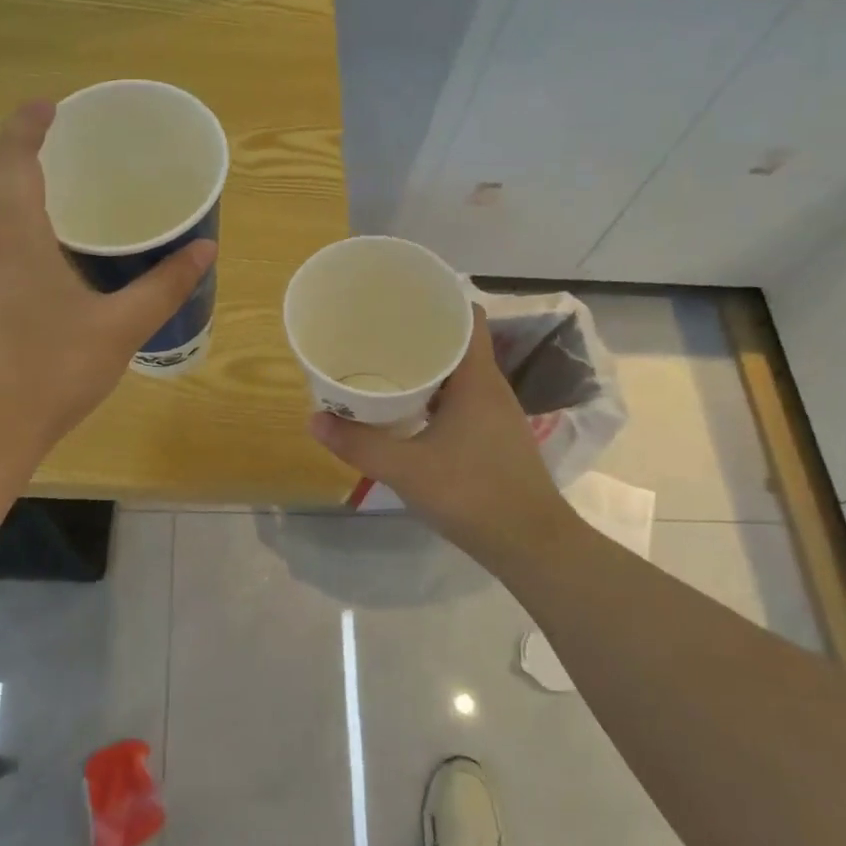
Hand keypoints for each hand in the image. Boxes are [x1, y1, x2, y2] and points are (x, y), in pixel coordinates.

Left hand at [0, 101, 215, 453]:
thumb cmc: (50, 373)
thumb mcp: (119, 329)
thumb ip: (163, 286)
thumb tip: (205, 249)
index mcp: (11, 234)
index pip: (12, 158)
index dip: (27, 125)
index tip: (49, 106)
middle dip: (9, 146)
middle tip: (44, 139)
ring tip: (32, 187)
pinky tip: (15, 250)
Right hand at [309, 305, 567, 559]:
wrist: (531, 545)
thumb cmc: (473, 494)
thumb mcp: (406, 469)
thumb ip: (359, 444)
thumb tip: (314, 418)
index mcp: (477, 380)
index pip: (467, 317)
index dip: (439, 301)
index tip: (401, 300)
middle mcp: (491, 389)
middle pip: (458, 344)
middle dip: (421, 334)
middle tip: (377, 333)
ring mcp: (496, 415)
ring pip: (459, 376)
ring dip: (427, 368)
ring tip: (385, 366)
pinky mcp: (494, 439)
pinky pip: (461, 402)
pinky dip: (435, 397)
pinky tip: (408, 412)